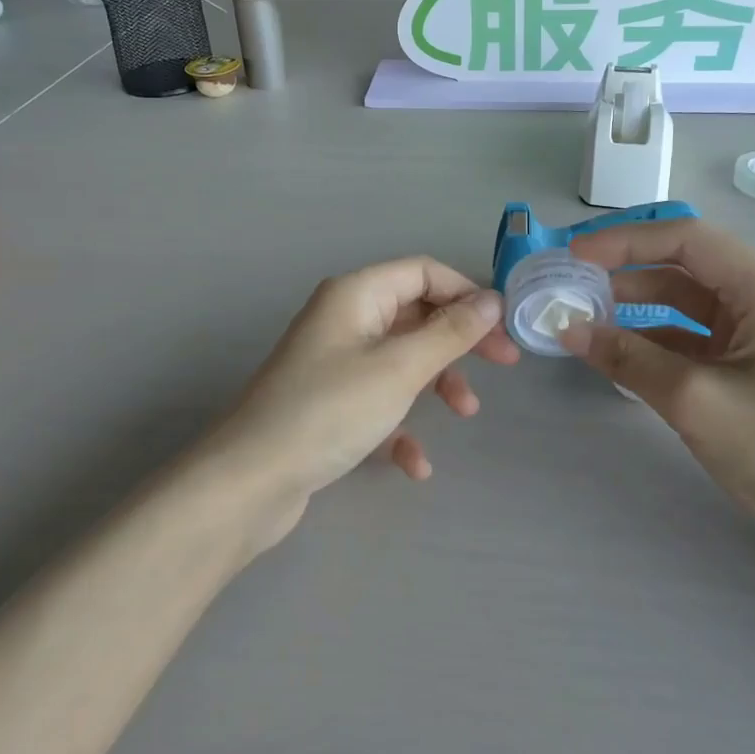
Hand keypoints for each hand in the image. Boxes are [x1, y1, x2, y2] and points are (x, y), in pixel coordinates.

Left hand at [196, 258, 517, 543]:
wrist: (249, 482)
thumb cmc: (329, 411)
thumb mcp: (400, 369)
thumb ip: (450, 332)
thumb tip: (491, 299)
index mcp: (356, 294)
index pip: (423, 271)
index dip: (466, 292)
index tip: (503, 325)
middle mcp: (344, 319)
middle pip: (416, 314)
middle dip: (460, 340)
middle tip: (504, 364)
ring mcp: (335, 363)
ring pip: (402, 359)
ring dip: (437, 383)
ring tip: (465, 413)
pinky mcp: (329, 404)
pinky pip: (378, 401)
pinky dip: (401, 424)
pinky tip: (415, 464)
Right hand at [561, 220, 754, 547]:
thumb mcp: (696, 400)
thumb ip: (627, 358)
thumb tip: (568, 328)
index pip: (686, 239)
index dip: (625, 241)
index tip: (574, 256)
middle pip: (686, 266)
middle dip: (626, 273)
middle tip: (571, 286)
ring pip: (687, 302)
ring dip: (637, 308)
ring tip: (584, 317)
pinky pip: (696, 335)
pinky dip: (657, 339)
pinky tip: (619, 352)